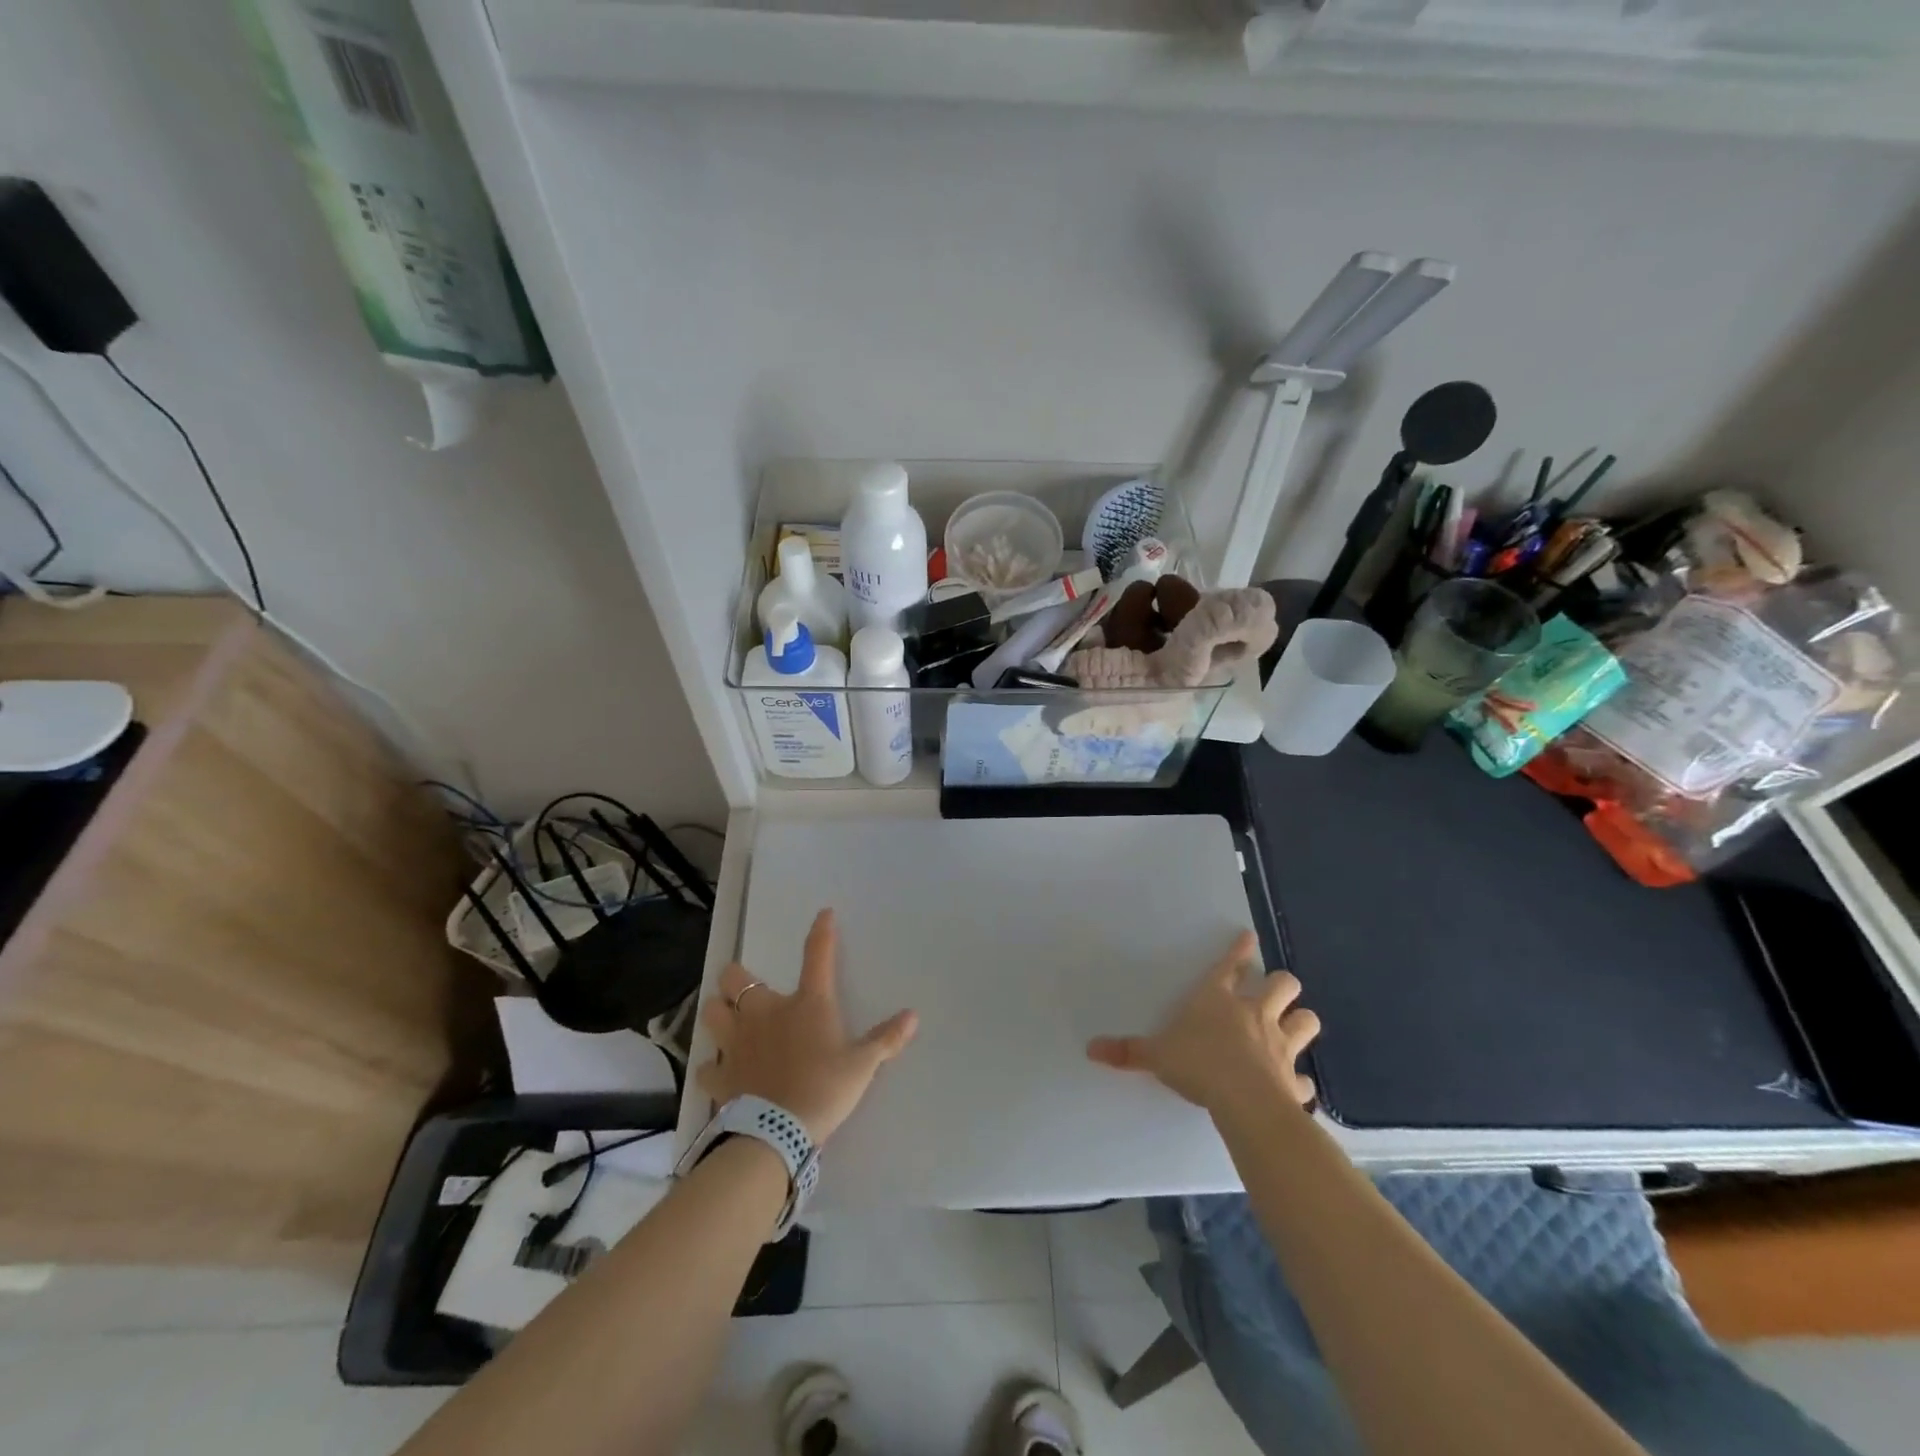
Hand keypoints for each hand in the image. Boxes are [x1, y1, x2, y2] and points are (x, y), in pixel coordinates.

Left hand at [696, 908, 918, 1142]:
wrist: (778, 1131)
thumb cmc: (824, 1089)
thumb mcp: (863, 1065)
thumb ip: (886, 1039)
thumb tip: (913, 1016)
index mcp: (806, 1003)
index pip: (817, 955)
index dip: (822, 931)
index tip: (824, 914)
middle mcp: (765, 1012)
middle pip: (736, 978)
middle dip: (737, 978)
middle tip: (745, 986)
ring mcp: (737, 1041)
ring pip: (711, 1012)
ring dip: (718, 1012)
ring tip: (727, 1020)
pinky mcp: (720, 1074)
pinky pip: (707, 1066)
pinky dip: (712, 1067)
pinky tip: (719, 1071)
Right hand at [1086, 930, 1319, 1113]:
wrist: (1244, 1102)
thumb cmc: (1198, 1065)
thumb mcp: (1156, 1056)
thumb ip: (1127, 1051)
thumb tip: (1090, 1048)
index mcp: (1218, 1000)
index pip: (1230, 966)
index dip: (1239, 950)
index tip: (1249, 937)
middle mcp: (1254, 1014)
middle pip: (1283, 984)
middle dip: (1281, 984)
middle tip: (1274, 990)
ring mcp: (1280, 1045)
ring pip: (1306, 1021)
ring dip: (1301, 1021)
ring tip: (1293, 1026)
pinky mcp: (1293, 1079)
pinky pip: (1304, 1078)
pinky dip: (1300, 1081)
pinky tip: (1294, 1087)